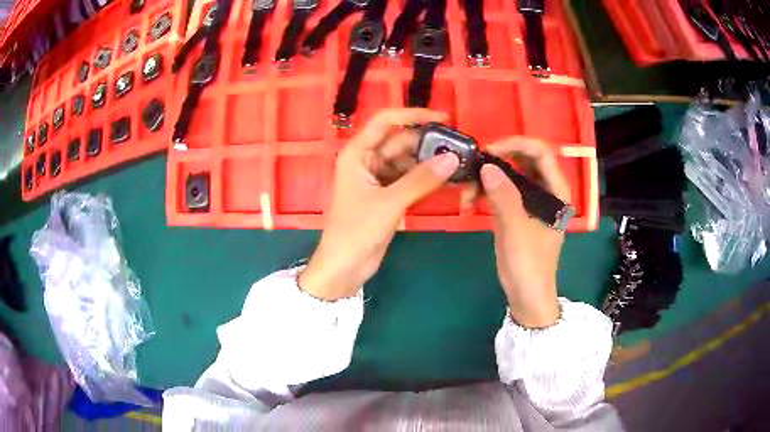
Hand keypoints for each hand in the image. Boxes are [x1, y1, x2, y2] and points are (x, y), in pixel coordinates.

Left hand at [299, 109, 459, 300]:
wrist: (344, 268)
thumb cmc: (355, 231)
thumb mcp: (389, 203)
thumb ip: (421, 180)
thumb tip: (453, 159)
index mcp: (358, 153)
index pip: (386, 121)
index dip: (414, 115)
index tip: (444, 118)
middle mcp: (368, 160)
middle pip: (402, 141)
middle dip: (429, 144)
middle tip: (460, 148)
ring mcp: (379, 178)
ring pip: (409, 161)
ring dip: (431, 163)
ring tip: (460, 165)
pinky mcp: (388, 195)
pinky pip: (411, 179)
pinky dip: (427, 180)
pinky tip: (449, 180)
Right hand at [479, 138, 570, 327]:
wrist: (526, 296)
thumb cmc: (530, 265)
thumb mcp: (517, 231)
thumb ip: (504, 197)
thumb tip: (487, 167)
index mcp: (557, 193)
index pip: (542, 154)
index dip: (517, 144)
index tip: (491, 149)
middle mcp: (546, 191)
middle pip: (524, 160)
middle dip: (498, 159)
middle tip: (475, 165)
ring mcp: (530, 201)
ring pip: (510, 174)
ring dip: (488, 177)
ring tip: (467, 191)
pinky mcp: (517, 211)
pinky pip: (501, 190)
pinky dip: (485, 191)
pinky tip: (469, 201)